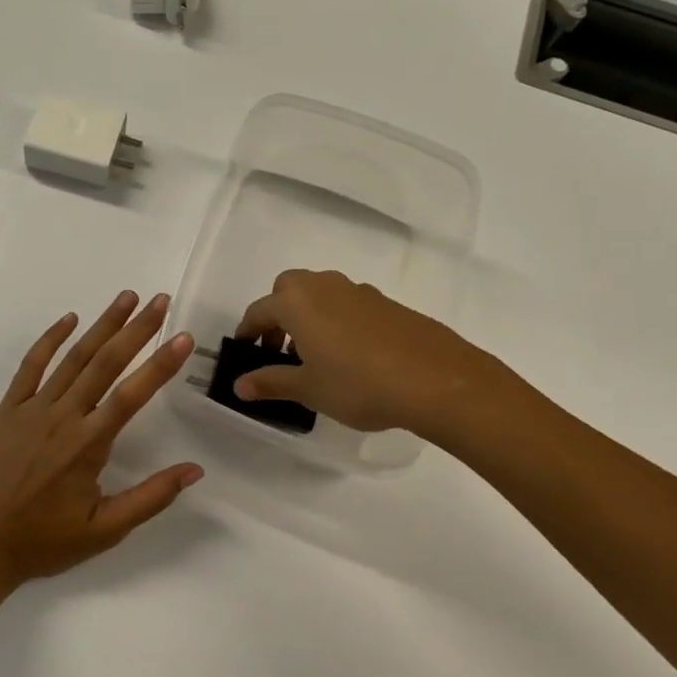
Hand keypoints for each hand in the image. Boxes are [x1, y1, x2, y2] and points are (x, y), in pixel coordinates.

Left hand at [0, 292, 202, 585]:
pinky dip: (50, 340)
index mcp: (88, 445)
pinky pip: (30, 366)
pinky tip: (69, 319)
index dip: (160, 365)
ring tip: (126, 297)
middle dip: (136, 330)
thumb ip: (150, 498)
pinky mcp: (8, 409)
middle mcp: (63, 417)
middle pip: (105, 364)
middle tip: (160, 300)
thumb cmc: (44, 541)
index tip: (182, 337)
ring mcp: (32, 408)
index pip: (131, 395)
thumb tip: (194, 470)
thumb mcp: (104, 531)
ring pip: (73, 358)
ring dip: (101, 325)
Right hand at [233, 269, 501, 436]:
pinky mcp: (386, 303)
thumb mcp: (309, 389)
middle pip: (288, 289)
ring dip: (308, 315)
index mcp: (297, 302)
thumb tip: (240, 384)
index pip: (260, 311)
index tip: (244, 351)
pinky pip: (347, 304)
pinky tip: (351, 354)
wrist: (436, 380)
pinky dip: (337, 320)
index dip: (248, 331)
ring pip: (320, 293)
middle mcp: (324, 287)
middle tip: (280, 349)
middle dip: (278, 314)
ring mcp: (358, 291)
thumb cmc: (358, 384)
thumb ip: (271, 382)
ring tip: (316, 355)